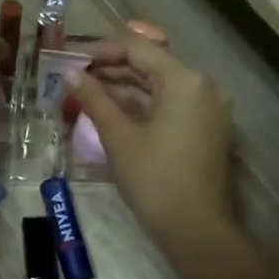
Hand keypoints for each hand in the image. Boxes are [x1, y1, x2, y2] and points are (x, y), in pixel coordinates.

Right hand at [72, 37, 235, 254]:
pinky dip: (141, 104)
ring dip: (124, 87)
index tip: (71, 58)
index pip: (138, 49)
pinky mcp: (205, 128)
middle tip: (75, 74)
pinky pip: (169, 104)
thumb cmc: (155, 180)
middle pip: (151, 64)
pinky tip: (111, 109)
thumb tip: (71, 75)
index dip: (101, 50)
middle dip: (112, 68)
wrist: (196, 229)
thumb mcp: (119, 137)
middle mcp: (202, 85)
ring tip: (86, 91)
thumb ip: (95, 100)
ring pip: (160, 85)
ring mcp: (208, 108)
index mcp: (184, 80)